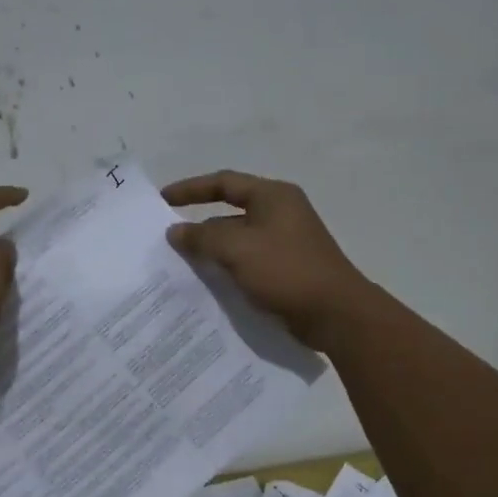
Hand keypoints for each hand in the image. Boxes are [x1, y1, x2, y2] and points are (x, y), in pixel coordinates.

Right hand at [163, 170, 372, 350]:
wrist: (335, 313)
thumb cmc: (286, 271)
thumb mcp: (238, 249)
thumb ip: (202, 237)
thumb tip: (175, 231)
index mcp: (273, 197)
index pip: (224, 183)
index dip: (190, 189)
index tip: (162, 200)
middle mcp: (280, 213)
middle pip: (229, 213)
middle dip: (198, 227)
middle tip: (166, 242)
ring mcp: (284, 243)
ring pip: (237, 241)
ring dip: (211, 251)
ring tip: (179, 267)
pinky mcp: (285, 269)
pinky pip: (247, 262)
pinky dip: (226, 269)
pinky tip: (207, 285)